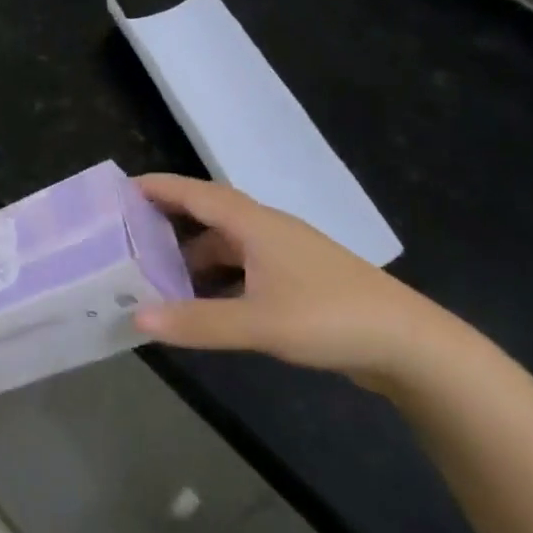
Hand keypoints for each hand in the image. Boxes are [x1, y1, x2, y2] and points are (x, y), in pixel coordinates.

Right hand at [132, 174, 456, 391]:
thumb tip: (136, 317)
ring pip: (226, 245)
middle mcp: (267, 231)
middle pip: (208, 215)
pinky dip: (215, 279)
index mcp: (255, 225)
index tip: (121, 188)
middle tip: (127, 234)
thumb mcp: (258, 323)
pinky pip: (242, 269)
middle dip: (168, 221)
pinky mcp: (297, 281)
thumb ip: (197, 321)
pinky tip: (201, 303)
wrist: (411, 345)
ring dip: (192, 256)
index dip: (159, 188)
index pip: (196, 193)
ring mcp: (285, 256)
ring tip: (155, 274)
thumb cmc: (331, 318)